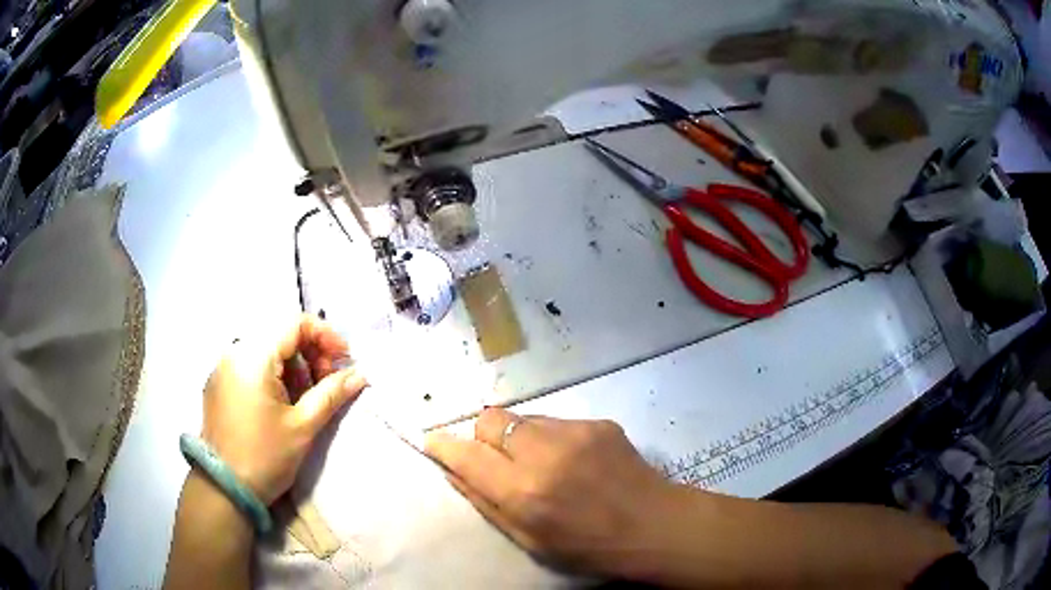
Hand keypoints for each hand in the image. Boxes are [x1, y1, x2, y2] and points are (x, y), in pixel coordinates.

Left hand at [200, 314, 367, 504]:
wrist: (225, 489)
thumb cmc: (266, 456)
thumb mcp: (303, 426)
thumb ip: (332, 393)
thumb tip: (360, 374)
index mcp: (253, 355)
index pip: (295, 323)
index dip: (326, 336)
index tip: (345, 360)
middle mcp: (234, 351)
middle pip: (280, 334)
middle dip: (311, 353)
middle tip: (329, 383)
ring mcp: (223, 368)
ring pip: (266, 350)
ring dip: (294, 366)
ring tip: (308, 397)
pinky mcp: (219, 384)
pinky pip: (251, 365)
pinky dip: (273, 375)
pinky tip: (284, 403)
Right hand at [424, 408, 679, 576]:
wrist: (654, 525)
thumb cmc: (589, 547)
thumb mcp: (529, 540)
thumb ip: (486, 502)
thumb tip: (453, 471)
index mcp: (523, 491)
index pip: (466, 455)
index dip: (443, 446)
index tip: (434, 443)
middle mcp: (544, 453)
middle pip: (490, 419)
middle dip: (484, 437)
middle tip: (498, 460)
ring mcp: (574, 432)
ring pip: (523, 418)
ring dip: (520, 438)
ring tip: (544, 465)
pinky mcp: (598, 422)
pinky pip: (556, 422)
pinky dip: (552, 439)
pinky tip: (575, 462)